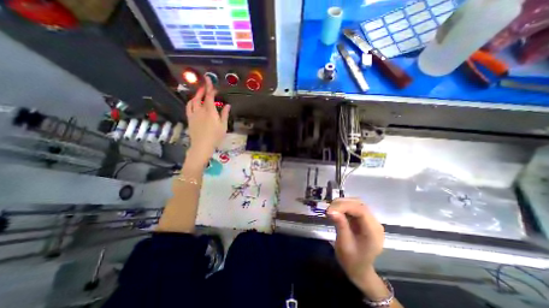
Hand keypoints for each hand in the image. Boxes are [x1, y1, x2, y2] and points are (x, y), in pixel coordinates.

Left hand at [185, 78, 229, 166]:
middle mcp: (201, 110)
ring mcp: (194, 114)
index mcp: (210, 111)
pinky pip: (188, 107)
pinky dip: (191, 102)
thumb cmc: (215, 136)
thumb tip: (227, 105)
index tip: (209, 80)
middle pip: (200, 97)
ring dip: (196, 94)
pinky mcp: (190, 118)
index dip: (210, 87)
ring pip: (193, 101)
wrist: (202, 145)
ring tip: (200, 92)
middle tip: (206, 84)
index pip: (209, 96)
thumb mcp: (223, 126)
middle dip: (203, 89)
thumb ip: (224, 114)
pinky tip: (193, 101)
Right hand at [325, 200, 384, 292]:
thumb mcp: (344, 245)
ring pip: (356, 203)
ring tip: (331, 210)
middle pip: (359, 204)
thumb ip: (340, 226)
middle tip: (329, 210)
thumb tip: (331, 210)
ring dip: (342, 204)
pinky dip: (343, 207)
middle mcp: (374, 223)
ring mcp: (369, 220)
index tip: (330, 210)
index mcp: (373, 232)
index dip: (345, 206)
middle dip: (342, 203)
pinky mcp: (363, 219)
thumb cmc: (352, 261)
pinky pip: (353, 207)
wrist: (359, 269)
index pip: (361, 210)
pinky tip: (336, 211)